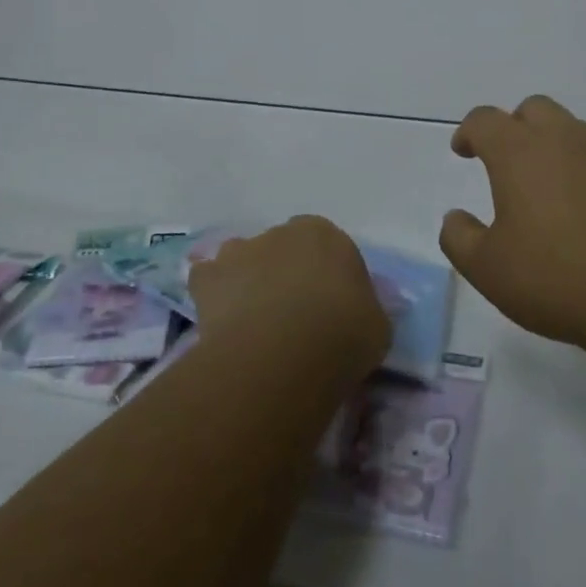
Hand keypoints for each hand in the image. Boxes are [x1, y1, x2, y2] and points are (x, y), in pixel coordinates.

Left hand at [189, 216, 391, 381]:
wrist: (283, 354)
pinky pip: (208, 281)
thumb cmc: (343, 334)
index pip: (327, 247)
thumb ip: (365, 308)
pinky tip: (221, 323)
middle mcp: (280, 232)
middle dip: (286, 274)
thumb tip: (357, 312)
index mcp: (325, 234)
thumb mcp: (377, 324)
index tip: (331, 307)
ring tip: (255, 323)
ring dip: (248, 281)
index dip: (327, 276)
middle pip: (283, 249)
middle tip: (293, 318)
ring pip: (243, 260)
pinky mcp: (208, 278)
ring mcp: (240, 251)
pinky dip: (212, 296)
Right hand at [439, 95, 585, 354]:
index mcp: (520, 152)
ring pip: (573, 130)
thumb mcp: (489, 269)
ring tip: (549, 191)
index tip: (464, 152)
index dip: (469, 132)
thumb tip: (455, 218)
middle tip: (506, 164)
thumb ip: (459, 238)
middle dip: (514, 127)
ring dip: (554, 147)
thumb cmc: (559, 278)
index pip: (485, 120)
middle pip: (533, 109)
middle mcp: (565, 139)